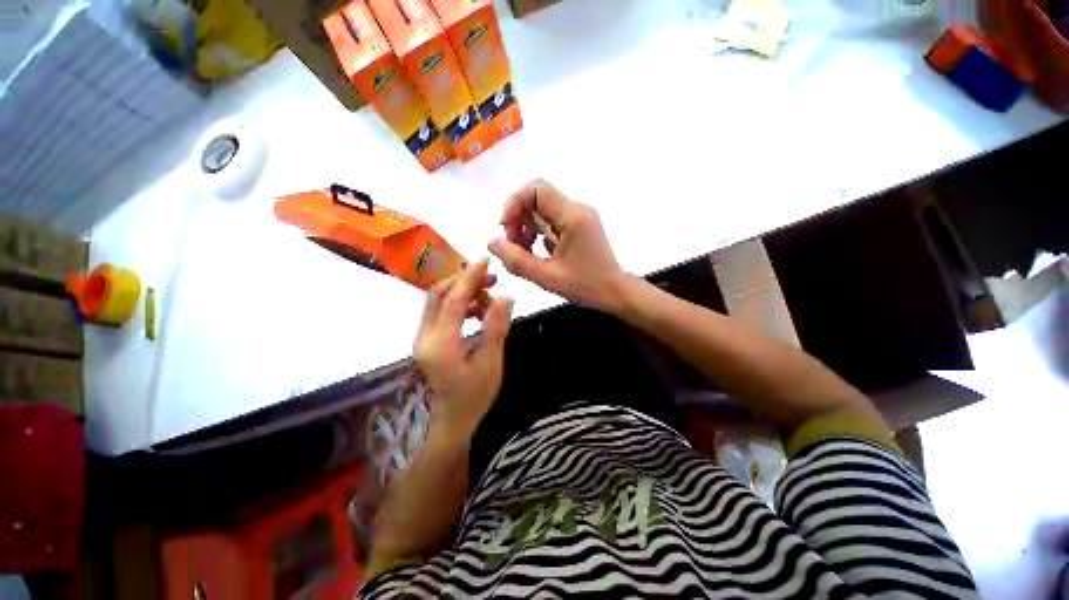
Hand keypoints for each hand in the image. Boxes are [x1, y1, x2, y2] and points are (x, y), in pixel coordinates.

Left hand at [414, 260, 512, 444]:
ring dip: (463, 292)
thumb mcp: (491, 361)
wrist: (452, 420)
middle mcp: (424, 336)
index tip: (486, 261)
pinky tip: (478, 311)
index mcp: (440, 344)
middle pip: (439, 294)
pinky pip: (440, 311)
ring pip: (438, 301)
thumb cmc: (475, 395)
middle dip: (465, 281)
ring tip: (489, 298)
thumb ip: (497, 327)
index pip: (453, 301)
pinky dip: (459, 304)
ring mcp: (422, 337)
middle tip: (492, 279)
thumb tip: (507, 296)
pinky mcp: (426, 339)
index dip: (470, 278)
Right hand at [489, 179, 629, 313]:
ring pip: (543, 210)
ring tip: (525, 252)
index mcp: (572, 216)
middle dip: (518, 219)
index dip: (514, 204)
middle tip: (514, 246)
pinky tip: (539, 253)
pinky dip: (539, 233)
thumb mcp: (546, 276)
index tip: (505, 228)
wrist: (616, 292)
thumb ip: (516, 260)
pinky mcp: (580, 226)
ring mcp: (580, 217)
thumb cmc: (585, 286)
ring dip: (527, 227)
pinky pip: (552, 221)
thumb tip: (491, 242)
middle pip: (537, 198)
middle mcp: (577, 209)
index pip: (536, 189)